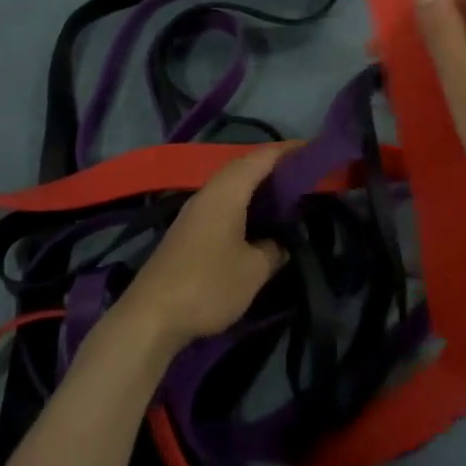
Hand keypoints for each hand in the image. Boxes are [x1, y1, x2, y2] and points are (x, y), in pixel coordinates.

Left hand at [113, 147, 287, 353]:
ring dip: (257, 186)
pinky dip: (244, 204)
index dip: (288, 151)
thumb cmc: (208, 285)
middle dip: (274, 166)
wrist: (151, 316)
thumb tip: (280, 242)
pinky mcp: (188, 232)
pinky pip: (222, 204)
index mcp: (226, 192)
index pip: (261, 158)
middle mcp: (208, 194)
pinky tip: (257, 221)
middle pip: (243, 167)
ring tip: (286, 194)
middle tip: (305, 173)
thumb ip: (273, 250)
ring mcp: (194, 213)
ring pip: (231, 187)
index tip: (314, 149)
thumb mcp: (253, 270)